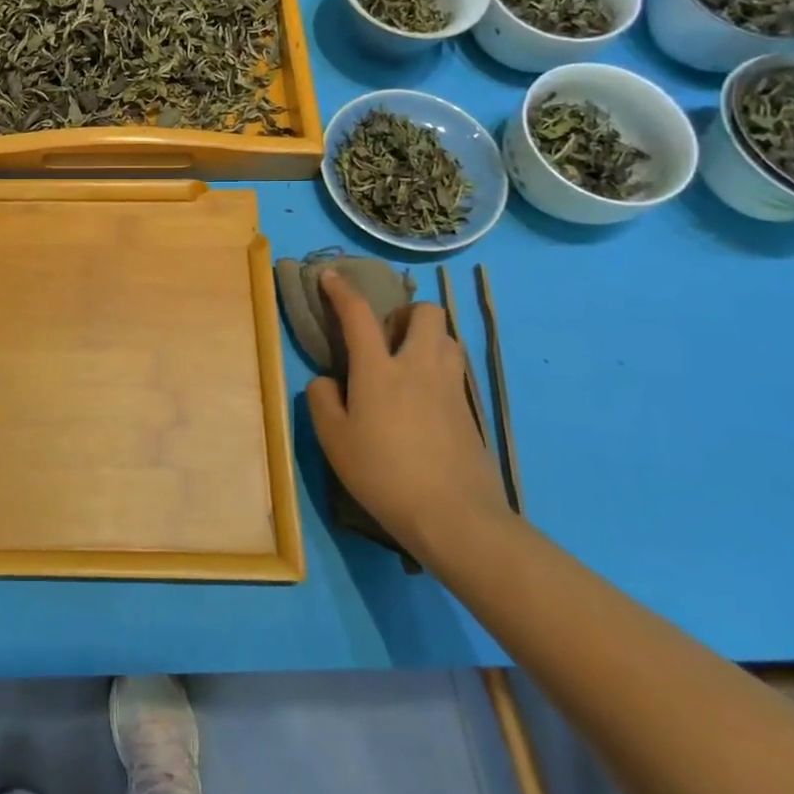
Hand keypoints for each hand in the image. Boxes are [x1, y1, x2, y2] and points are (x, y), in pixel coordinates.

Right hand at [304, 272, 507, 558]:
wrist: (455, 517)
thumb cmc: (384, 474)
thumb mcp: (334, 441)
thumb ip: (323, 401)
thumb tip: (327, 381)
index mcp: (379, 370)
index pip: (359, 315)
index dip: (342, 291)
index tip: (331, 276)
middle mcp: (419, 367)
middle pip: (427, 313)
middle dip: (407, 313)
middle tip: (388, 337)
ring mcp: (451, 388)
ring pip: (448, 339)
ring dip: (428, 339)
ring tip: (407, 365)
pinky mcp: (470, 412)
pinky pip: (455, 372)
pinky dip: (438, 371)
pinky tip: (423, 402)